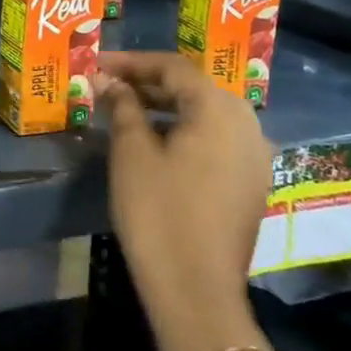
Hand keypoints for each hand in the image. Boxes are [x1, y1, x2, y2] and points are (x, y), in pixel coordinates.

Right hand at [101, 53, 272, 350]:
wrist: (196, 289)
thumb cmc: (158, 211)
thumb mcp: (132, 152)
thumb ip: (123, 107)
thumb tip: (109, 81)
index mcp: (219, 110)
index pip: (173, 67)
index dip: (131, 61)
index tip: (96, 64)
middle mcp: (247, 124)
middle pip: (194, 88)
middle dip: (148, 82)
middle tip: (107, 85)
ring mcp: (255, 156)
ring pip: (206, 114)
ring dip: (166, 107)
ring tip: (125, 110)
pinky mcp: (251, 183)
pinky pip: (217, 140)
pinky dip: (185, 131)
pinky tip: (155, 142)